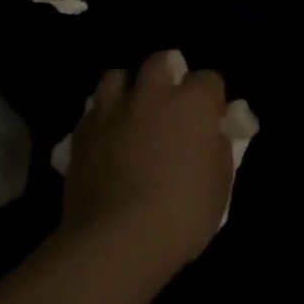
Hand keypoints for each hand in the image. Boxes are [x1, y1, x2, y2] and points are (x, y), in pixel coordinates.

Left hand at [59, 51, 235, 286]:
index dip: (211, 98)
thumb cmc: (180, 216)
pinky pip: (93, 110)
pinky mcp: (83, 131)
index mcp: (192, 103)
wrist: (116, 241)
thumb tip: (215, 130)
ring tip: (131, 113)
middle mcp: (153, 94)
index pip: (209, 79)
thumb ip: (219, 148)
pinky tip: (105, 139)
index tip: (211, 120)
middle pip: (161, 61)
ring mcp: (114, 109)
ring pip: (118, 76)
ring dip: (128, 90)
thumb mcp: (220, 186)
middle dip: (168, 75)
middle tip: (170, 105)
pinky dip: (102, 118)